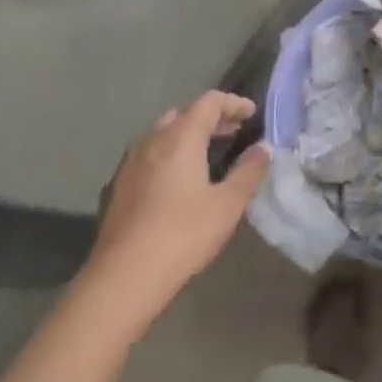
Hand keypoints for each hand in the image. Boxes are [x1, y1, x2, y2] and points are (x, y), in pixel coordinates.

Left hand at [81, 92, 267, 331]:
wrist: (121, 279)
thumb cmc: (182, 235)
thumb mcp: (228, 204)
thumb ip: (249, 171)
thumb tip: (264, 147)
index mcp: (180, 137)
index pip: (210, 102)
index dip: (234, 103)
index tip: (252, 114)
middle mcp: (151, 141)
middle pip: (184, 115)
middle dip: (211, 119)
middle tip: (234, 133)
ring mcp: (129, 164)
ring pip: (162, 135)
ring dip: (187, 137)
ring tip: (208, 155)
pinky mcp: (116, 188)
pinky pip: (148, 158)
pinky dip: (168, 157)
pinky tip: (177, 182)